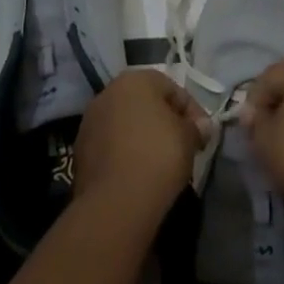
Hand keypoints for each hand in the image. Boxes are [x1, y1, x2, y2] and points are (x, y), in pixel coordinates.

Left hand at [73, 70, 210, 229]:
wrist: (115, 203)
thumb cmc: (158, 156)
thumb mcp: (188, 138)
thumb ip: (196, 127)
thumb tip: (202, 126)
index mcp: (135, 79)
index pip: (172, 88)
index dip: (192, 111)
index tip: (203, 135)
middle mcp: (108, 93)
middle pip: (145, 104)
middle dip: (165, 122)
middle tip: (183, 146)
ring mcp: (90, 122)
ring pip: (126, 125)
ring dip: (143, 137)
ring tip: (161, 163)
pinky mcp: (80, 152)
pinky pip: (111, 146)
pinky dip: (126, 154)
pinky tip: (139, 174)